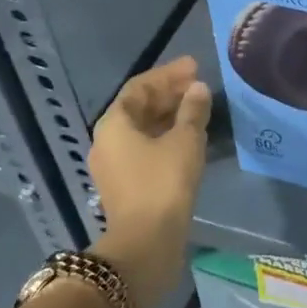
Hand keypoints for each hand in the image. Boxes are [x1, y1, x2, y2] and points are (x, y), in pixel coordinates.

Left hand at [87, 56, 211, 307]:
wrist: (147, 241)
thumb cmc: (164, 182)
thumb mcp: (185, 140)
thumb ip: (192, 110)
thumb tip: (197, 89)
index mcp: (114, 124)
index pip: (139, 87)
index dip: (168, 74)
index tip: (194, 66)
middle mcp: (107, 141)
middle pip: (138, 107)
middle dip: (168, 93)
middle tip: (198, 84)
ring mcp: (114, 165)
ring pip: (143, 129)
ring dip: (169, 115)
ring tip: (197, 107)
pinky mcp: (126, 184)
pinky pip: (146, 148)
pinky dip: (166, 136)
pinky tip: (189, 137)